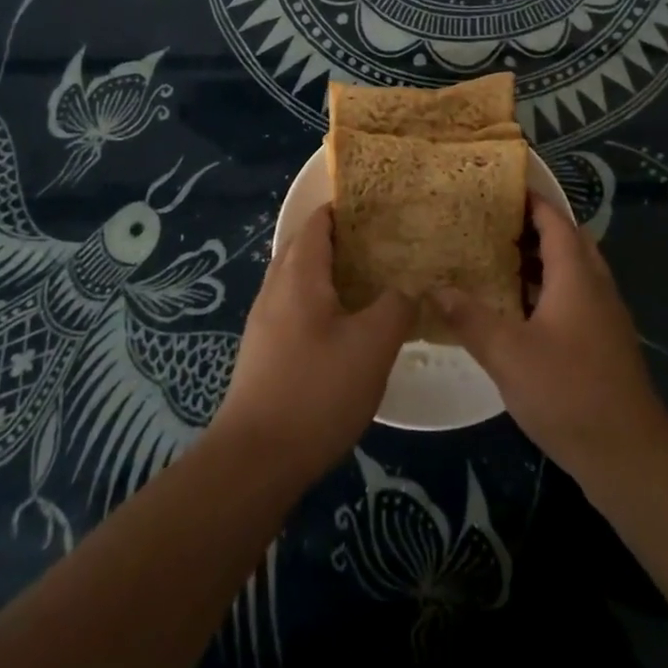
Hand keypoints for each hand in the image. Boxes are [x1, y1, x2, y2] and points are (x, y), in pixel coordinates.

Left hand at [210, 205, 413, 485]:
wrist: (255, 459)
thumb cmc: (317, 391)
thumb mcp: (372, 346)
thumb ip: (396, 305)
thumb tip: (412, 283)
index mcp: (299, 274)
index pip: (319, 222)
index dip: (346, 209)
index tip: (381, 208)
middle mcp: (276, 287)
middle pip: (306, 245)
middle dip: (341, 238)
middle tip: (383, 243)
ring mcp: (264, 320)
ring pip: (299, 278)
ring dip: (330, 271)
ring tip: (370, 280)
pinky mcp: (263, 350)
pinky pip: (293, 306)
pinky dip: (319, 299)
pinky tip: (345, 325)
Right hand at [433, 200, 667, 488]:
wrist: (629, 455)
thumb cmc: (568, 392)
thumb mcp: (508, 354)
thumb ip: (469, 317)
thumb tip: (433, 286)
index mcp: (576, 277)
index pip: (555, 220)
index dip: (531, 200)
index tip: (500, 188)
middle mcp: (596, 287)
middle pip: (569, 241)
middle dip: (534, 227)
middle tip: (492, 223)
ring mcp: (605, 317)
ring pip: (574, 271)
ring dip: (541, 259)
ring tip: (498, 259)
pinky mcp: (605, 343)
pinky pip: (576, 297)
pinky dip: (549, 289)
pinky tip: (519, 310)